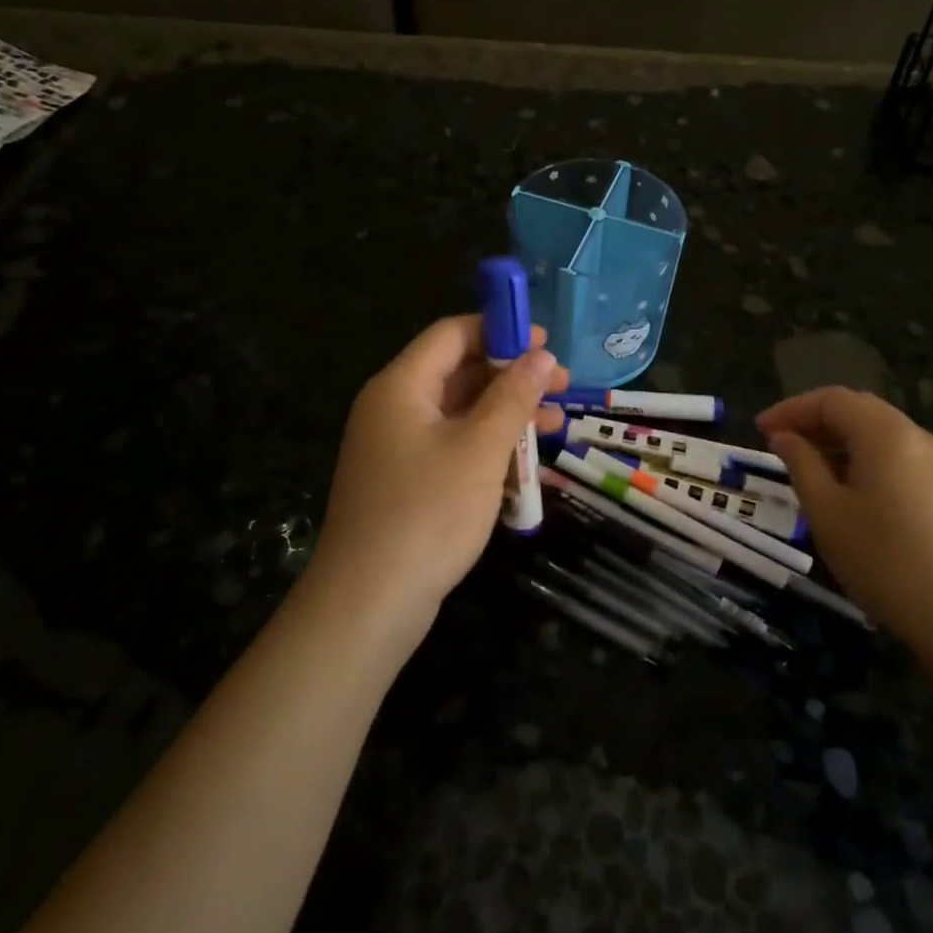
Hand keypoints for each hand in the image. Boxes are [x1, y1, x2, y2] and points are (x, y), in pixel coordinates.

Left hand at [310, 316, 567, 622]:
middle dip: (512, 376)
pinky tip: (524, 464)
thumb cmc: (427, 513)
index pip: (452, 334)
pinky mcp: (405, 481)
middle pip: (458, 371)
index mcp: (401, 386)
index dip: (501, 330)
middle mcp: (394, 408)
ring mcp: (397, 447)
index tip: (547, 343)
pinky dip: (487, 447)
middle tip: (563, 387)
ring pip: (459, 413)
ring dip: (507, 415)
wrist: (369, 602)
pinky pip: (452, 447)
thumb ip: (513, 397)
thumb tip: (542, 355)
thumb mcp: (480, 449)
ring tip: (556, 427)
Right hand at [757, 388, 932, 675]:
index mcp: (886, 434)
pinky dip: (864, 457)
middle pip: (859, 409)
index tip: (759, 429)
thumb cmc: (883, 559)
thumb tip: (784, 437)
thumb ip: (801, 464)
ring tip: (808, 466)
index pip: (832, 400)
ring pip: (880, 432)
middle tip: (780, 442)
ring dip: (839, 439)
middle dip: (815, 420)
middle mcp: (916, 436)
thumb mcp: (826, 511)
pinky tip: (848, 488)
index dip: (791, 409)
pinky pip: (898, 455)